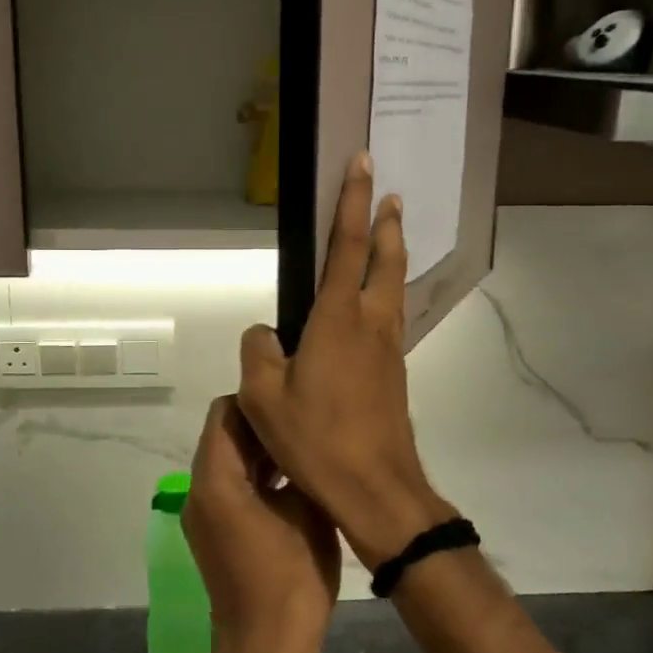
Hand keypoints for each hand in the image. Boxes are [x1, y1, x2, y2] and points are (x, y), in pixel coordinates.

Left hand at [183, 397, 341, 652]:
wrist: (268, 651)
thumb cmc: (291, 579)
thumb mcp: (307, 511)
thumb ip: (299, 463)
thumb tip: (301, 435)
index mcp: (215, 479)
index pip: (226, 411)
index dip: (261, 401)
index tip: (295, 402)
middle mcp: (198, 490)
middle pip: (224, 434)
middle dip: (263, 426)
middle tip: (307, 422)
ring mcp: (203, 513)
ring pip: (228, 460)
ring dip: (261, 452)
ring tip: (305, 449)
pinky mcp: (213, 533)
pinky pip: (230, 486)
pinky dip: (256, 477)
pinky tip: (293, 482)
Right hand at [238, 153, 456, 568]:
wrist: (376, 488)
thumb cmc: (316, 439)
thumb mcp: (264, 397)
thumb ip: (258, 352)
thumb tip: (265, 333)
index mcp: (338, 318)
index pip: (346, 245)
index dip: (352, 201)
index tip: (362, 164)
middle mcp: (371, 323)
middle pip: (385, 259)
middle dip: (386, 222)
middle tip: (390, 194)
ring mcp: (389, 348)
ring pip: (393, 287)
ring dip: (391, 256)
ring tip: (389, 235)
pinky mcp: (394, 373)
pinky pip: (391, 318)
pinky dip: (387, 293)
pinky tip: (376, 307)